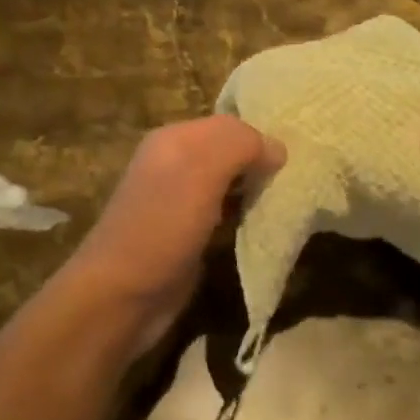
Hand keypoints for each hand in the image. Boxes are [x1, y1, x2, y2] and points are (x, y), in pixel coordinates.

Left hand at [65, 116, 284, 356]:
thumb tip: (276, 148)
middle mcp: (175, 163)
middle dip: (259, 162)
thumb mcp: (201, 169)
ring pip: (229, 183)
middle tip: (296, 177)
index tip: (294, 155)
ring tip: (289, 198)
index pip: (228, 123)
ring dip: (255, 190)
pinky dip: (246, 216)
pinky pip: (226, 214)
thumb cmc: (163, 224)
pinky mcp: (189, 234)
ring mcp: (180, 201)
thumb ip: (240, 145)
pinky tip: (266, 224)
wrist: (123, 296)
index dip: (259, 134)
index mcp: (173, 138)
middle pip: (229, 152)